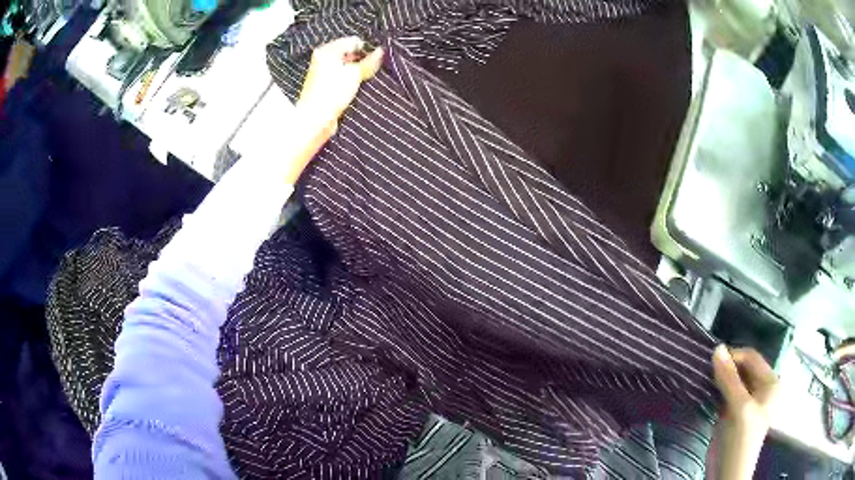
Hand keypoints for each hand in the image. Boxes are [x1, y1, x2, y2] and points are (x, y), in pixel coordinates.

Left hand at [297, 37, 383, 132]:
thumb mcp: (355, 73)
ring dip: (358, 72)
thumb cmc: (330, 93)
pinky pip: (343, 78)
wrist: (315, 119)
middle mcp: (323, 60)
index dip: (367, 48)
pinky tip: (358, 87)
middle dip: (363, 60)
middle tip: (374, 68)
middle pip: (349, 54)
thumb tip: (381, 52)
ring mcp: (324, 74)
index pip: (352, 41)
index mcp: (327, 51)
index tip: (378, 57)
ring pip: (347, 67)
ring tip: (366, 79)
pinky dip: (351, 81)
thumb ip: (370, 61)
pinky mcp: (326, 87)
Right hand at [707, 345, 779, 479]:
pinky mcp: (732, 412)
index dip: (734, 356)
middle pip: (743, 368)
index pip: (752, 358)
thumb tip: (717, 348)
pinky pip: (725, 393)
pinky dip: (716, 390)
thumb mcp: (739, 408)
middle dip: (726, 367)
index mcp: (769, 383)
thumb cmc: (740, 440)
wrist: (727, 473)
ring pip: (732, 381)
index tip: (712, 361)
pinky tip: (705, 390)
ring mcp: (746, 401)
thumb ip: (729, 380)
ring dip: (719, 378)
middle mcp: (760, 388)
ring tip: (704, 378)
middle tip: (706, 369)